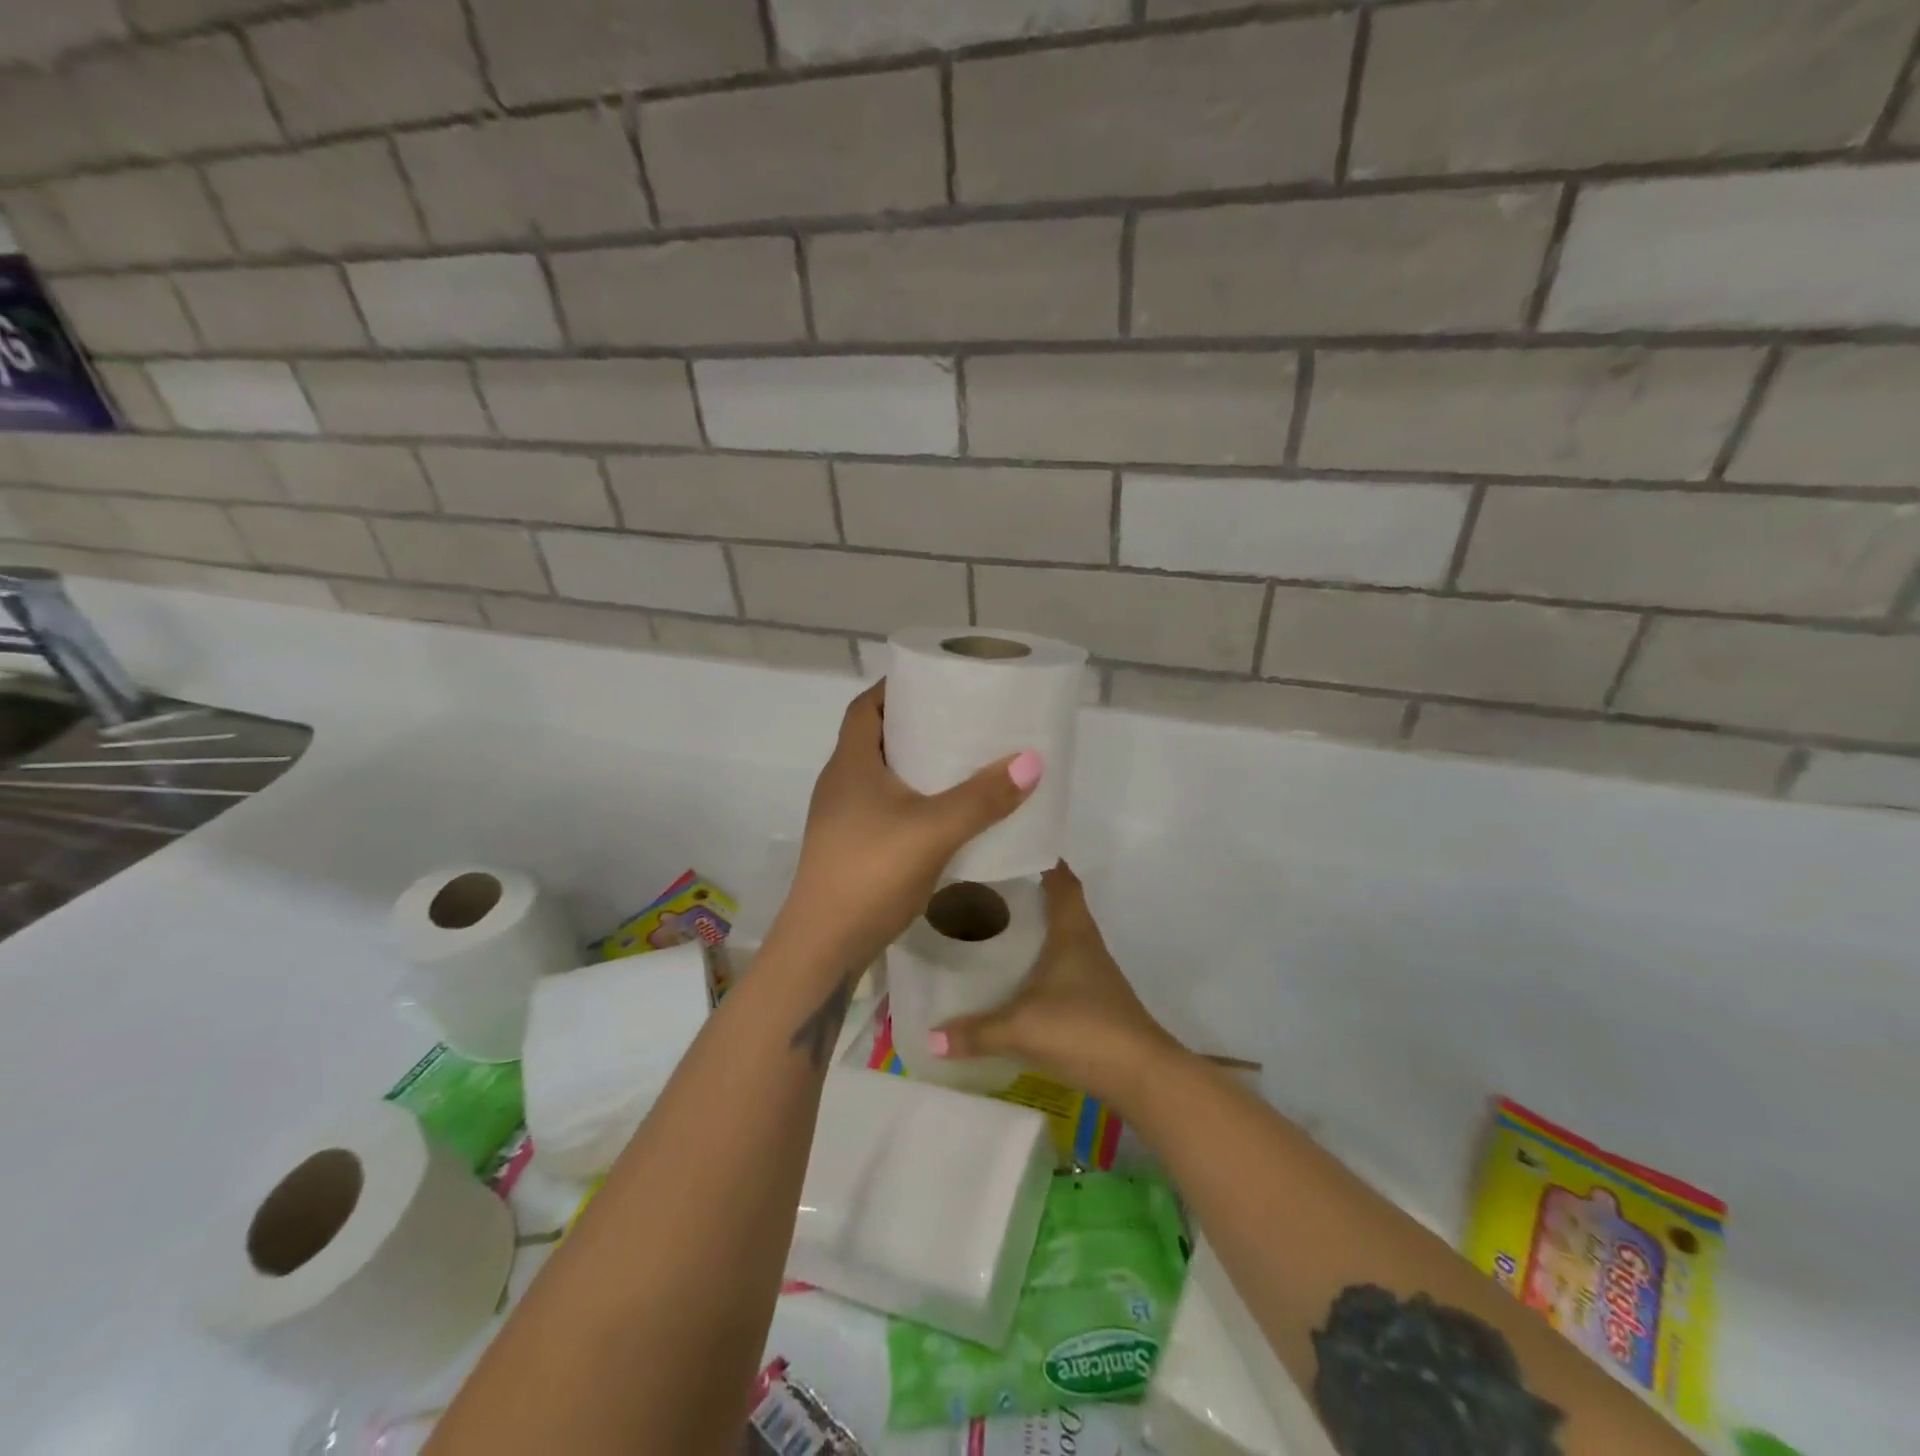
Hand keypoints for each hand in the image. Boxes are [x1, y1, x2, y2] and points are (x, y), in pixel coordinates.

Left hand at [775, 681, 1042, 976]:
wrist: (823, 947)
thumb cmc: (870, 874)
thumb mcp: (933, 830)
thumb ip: (982, 797)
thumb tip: (1031, 760)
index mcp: (850, 764)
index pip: (866, 707)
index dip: (895, 688)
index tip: (935, 682)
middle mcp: (840, 784)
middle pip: (876, 738)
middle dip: (916, 725)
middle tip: (961, 721)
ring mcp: (842, 819)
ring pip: (882, 776)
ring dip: (916, 765)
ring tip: (962, 762)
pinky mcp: (852, 848)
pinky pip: (886, 807)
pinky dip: (914, 800)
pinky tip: (947, 815)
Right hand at [928, 861, 1180, 1107]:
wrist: (1141, 1076)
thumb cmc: (1083, 1029)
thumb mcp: (1020, 1029)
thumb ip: (975, 1032)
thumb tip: (929, 1038)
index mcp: (1072, 931)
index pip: (1061, 879)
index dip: (1042, 859)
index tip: (1010, 848)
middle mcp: (1085, 942)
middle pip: (1060, 902)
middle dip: (1028, 891)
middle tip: (986, 886)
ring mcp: (1094, 971)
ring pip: (1061, 934)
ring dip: (1035, 926)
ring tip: (993, 924)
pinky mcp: (1095, 997)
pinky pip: (1063, 963)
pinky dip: (1041, 959)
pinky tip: (1016, 974)